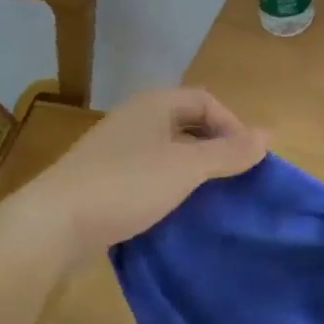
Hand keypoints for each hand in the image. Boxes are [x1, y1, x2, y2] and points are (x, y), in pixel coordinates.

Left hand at [16, 87, 267, 264]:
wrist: (56, 222)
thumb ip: (228, 152)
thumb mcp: (186, 168)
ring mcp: (116, 150)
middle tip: (235, 177)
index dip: (232, 124)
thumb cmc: (127, 185)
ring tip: (212, 197)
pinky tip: (177, 210)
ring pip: (167, 151)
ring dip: (193, 169)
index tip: (248, 159)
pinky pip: (148, 174)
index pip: (205, 101)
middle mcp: (134, 120)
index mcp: (154, 105)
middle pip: (186, 124)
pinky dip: (169, 186)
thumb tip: (268, 136)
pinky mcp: (105, 180)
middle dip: (215, 147)